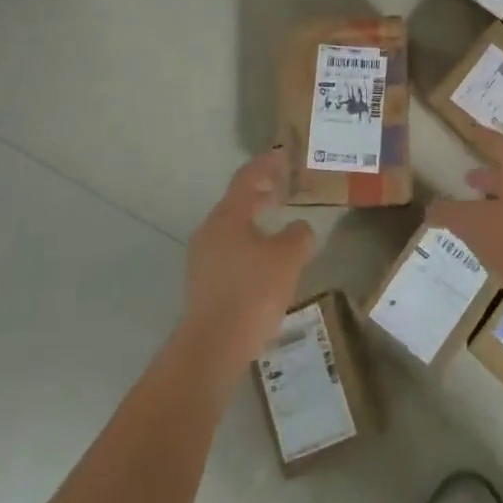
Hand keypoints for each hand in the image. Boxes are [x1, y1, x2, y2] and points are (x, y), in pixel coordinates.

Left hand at [179, 147, 314, 370]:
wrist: (213, 347)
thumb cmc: (253, 292)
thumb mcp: (288, 258)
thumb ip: (299, 235)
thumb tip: (299, 228)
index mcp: (228, 216)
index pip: (247, 178)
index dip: (266, 164)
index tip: (282, 154)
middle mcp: (210, 230)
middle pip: (237, 201)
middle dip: (261, 191)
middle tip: (283, 184)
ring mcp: (203, 258)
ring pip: (233, 227)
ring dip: (255, 218)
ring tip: (278, 220)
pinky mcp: (204, 283)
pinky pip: (230, 249)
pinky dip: (249, 242)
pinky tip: (266, 258)